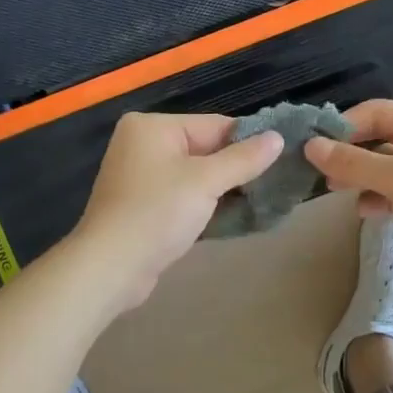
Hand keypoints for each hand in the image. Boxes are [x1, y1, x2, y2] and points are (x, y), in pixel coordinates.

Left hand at [70, 112, 284, 311]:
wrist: (110, 268)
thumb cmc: (157, 214)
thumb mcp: (206, 182)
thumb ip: (243, 159)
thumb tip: (278, 138)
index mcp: (152, 126)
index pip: (214, 125)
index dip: (248, 143)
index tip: (282, 159)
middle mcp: (143, 143)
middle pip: (205, 149)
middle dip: (237, 168)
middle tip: (275, 184)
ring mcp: (141, 175)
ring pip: (196, 174)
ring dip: (224, 189)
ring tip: (261, 201)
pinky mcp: (143, 204)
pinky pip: (183, 194)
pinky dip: (205, 203)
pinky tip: (233, 216)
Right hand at [303, 100, 392, 303]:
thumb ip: (353, 162)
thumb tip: (311, 146)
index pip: (378, 112)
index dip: (345, 125)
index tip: (314, 145)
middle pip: (381, 138)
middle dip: (350, 153)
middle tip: (320, 171)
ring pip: (386, 167)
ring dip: (361, 177)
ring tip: (336, 191)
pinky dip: (378, 198)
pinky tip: (366, 211)